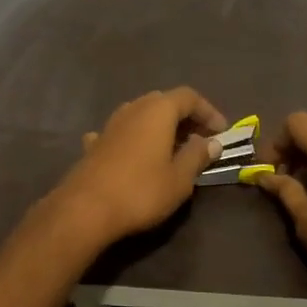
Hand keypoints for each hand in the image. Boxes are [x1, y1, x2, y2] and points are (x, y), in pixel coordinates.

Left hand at [46, 87, 226, 253]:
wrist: (85, 209)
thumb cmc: (141, 191)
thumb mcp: (179, 178)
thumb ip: (197, 156)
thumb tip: (212, 142)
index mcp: (158, 111)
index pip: (189, 97)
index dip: (209, 111)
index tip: (221, 132)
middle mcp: (133, 109)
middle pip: (163, 102)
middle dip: (184, 117)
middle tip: (199, 139)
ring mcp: (109, 125)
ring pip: (140, 115)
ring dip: (159, 127)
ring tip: (172, 149)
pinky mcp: (94, 144)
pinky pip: (120, 133)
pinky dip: (133, 140)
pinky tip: (134, 156)